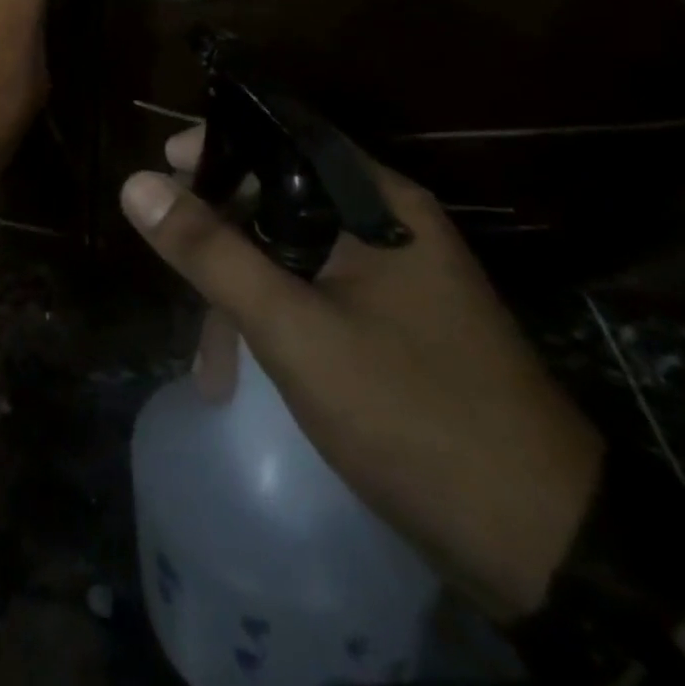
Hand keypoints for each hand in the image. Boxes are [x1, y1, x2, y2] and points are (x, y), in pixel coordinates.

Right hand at [122, 126, 603, 624]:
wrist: (549, 548)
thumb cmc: (413, 414)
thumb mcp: (294, 330)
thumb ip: (211, 252)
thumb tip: (135, 183)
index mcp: (377, 204)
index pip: (283, 137)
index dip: (217, 143)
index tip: (161, 164)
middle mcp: (387, 227)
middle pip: (280, 196)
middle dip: (218, 230)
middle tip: (170, 259)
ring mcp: (394, 280)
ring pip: (291, 252)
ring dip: (240, 289)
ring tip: (208, 360)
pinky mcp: (393, 326)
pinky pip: (311, 295)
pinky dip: (270, 319)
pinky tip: (241, 370)